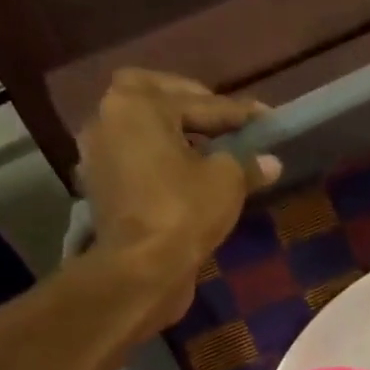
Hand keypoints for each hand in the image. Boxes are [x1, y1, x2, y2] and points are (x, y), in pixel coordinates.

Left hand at [75, 68, 279, 323]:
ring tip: (210, 148)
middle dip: (192, 107)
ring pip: (144, 132)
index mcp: (137, 104)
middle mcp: (108, 119)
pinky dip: (162, 161)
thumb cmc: (184, 210)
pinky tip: (190, 175)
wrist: (142, 268)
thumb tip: (271, 162)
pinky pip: (138, 161)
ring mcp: (99, 154)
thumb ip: (247, 163)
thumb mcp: (228, 181)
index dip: (237, 112)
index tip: (266, 117)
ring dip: (175, 135)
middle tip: (225, 122)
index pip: (198, 101)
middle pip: (157, 101)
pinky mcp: (102, 187)